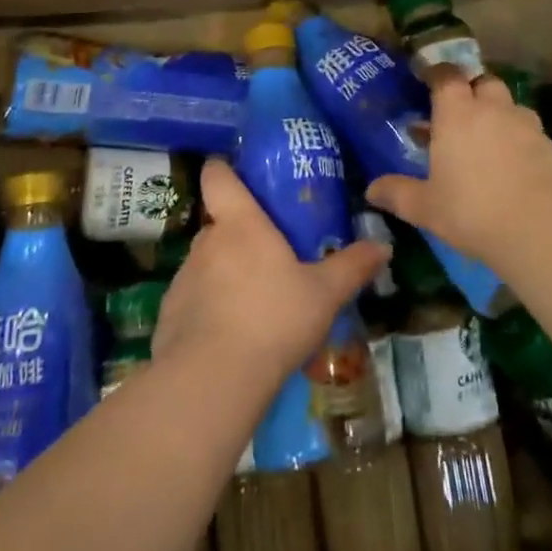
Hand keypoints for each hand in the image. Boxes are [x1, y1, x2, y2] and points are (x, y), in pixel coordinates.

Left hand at [154, 160, 387, 393]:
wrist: (213, 380)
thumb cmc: (273, 319)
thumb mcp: (324, 294)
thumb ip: (352, 267)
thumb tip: (384, 246)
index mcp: (240, 223)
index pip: (218, 176)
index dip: (224, 170)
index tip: (236, 174)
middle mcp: (206, 241)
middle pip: (217, 223)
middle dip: (238, 235)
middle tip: (267, 255)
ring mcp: (182, 278)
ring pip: (205, 263)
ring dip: (223, 274)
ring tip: (252, 302)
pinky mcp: (168, 315)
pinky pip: (192, 301)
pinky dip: (207, 310)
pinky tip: (229, 338)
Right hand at [365, 67, 551, 268]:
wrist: (542, 230)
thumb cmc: (473, 211)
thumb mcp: (426, 207)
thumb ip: (397, 193)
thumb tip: (370, 189)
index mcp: (457, 113)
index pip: (447, 75)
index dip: (437, 73)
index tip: (427, 79)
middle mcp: (492, 109)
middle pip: (483, 82)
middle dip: (471, 90)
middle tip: (458, 112)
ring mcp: (526, 125)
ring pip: (509, 105)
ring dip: (497, 113)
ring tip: (487, 140)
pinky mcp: (550, 146)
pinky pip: (530, 131)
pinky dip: (519, 139)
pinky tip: (513, 165)